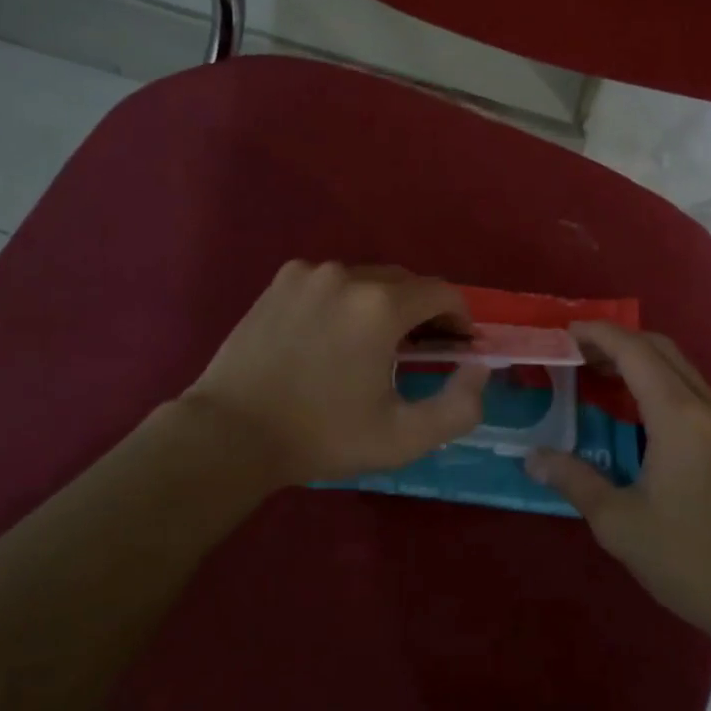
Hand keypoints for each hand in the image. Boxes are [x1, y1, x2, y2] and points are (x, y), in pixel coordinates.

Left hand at [178, 260, 488, 486]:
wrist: (231, 433)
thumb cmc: (322, 436)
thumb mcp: (403, 437)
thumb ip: (459, 405)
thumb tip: (479, 368)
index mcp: (381, 306)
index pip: (443, 292)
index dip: (459, 318)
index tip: (457, 346)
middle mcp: (348, 275)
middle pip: (406, 282)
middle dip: (423, 311)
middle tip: (420, 350)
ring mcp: (310, 273)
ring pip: (367, 279)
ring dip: (383, 304)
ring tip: (372, 345)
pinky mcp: (281, 280)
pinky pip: (331, 281)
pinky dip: (344, 300)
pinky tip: (330, 335)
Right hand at [526, 322, 710, 639]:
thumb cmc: (687, 559)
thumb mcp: (618, 523)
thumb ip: (574, 480)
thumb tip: (532, 458)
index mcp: (678, 416)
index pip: (634, 351)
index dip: (598, 334)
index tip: (564, 332)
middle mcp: (706, 405)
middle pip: (659, 348)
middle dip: (616, 340)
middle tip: (576, 353)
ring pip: (679, 365)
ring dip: (639, 359)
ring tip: (598, 373)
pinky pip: (691, 388)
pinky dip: (659, 380)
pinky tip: (636, 408)